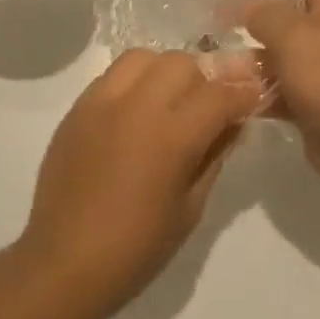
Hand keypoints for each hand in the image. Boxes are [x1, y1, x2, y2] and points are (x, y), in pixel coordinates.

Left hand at [20, 50, 252, 304]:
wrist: (65, 261)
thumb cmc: (137, 247)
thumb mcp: (191, 207)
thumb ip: (214, 155)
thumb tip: (233, 123)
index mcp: (170, 136)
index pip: (219, 94)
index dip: (244, 93)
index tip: (254, 95)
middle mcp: (136, 106)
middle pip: (182, 63)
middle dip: (204, 80)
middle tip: (207, 108)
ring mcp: (101, 101)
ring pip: (145, 57)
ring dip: (166, 72)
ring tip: (168, 102)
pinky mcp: (77, 107)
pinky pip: (113, 74)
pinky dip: (134, 82)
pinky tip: (135, 112)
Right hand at [238, 0, 319, 190]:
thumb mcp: (296, 36)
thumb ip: (263, 13)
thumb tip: (241, 4)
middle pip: (281, 3)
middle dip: (246, 1)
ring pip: (274, 47)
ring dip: (244, 50)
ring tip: (203, 47)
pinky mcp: (312, 96)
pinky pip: (275, 82)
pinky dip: (253, 85)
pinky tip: (222, 87)